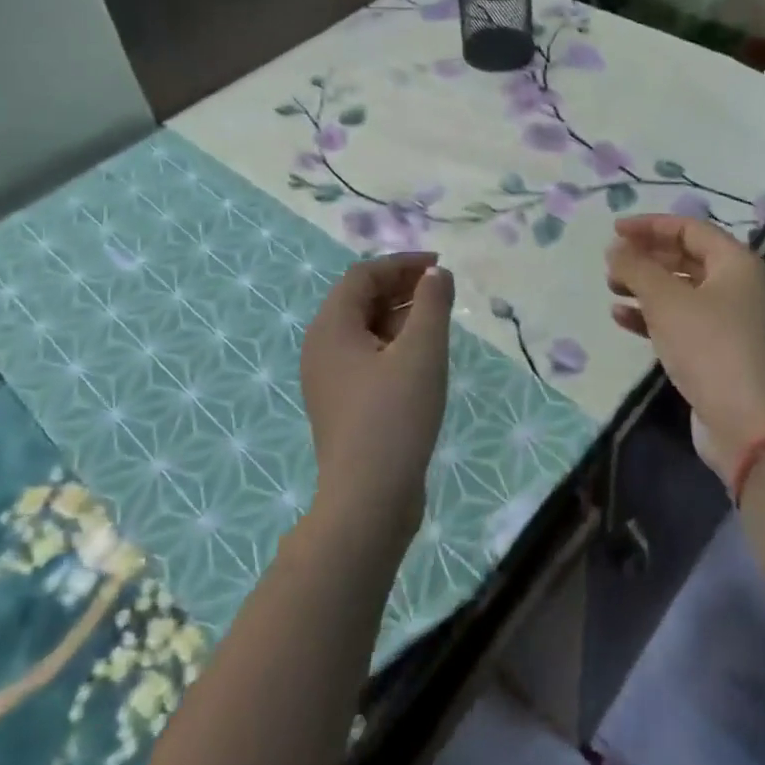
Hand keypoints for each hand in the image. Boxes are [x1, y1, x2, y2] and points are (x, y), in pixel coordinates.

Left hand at [299, 252, 453, 544]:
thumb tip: (437, 273)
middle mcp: (322, 347)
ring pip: (365, 329)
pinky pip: (367, 356)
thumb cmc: (395, 416)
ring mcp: (329, 378)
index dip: (402, 264)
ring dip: (400, 315)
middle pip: (360, 299)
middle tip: (442, 290)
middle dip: (402, 287)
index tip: (440, 266)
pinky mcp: (343, 403)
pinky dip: (394, 344)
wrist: (369, 501)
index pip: (363, 275)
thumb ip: (432, 303)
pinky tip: (423, 356)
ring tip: (438, 319)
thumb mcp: (422, 351)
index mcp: (331, 327)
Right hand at [606, 215, 764, 478]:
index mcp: (735, 262)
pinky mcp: (715, 349)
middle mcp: (736, 285)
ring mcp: (727, 319)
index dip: (650, 225)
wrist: (744, 421)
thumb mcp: (665, 300)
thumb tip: (615, 248)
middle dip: (645, 257)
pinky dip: (650, 315)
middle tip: (610, 262)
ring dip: (644, 286)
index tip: (614, 230)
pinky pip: (678, 320)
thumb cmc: (707, 345)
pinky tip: (621, 317)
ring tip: (611, 288)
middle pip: (684, 258)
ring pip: (679, 290)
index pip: (688, 228)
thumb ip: (636, 268)